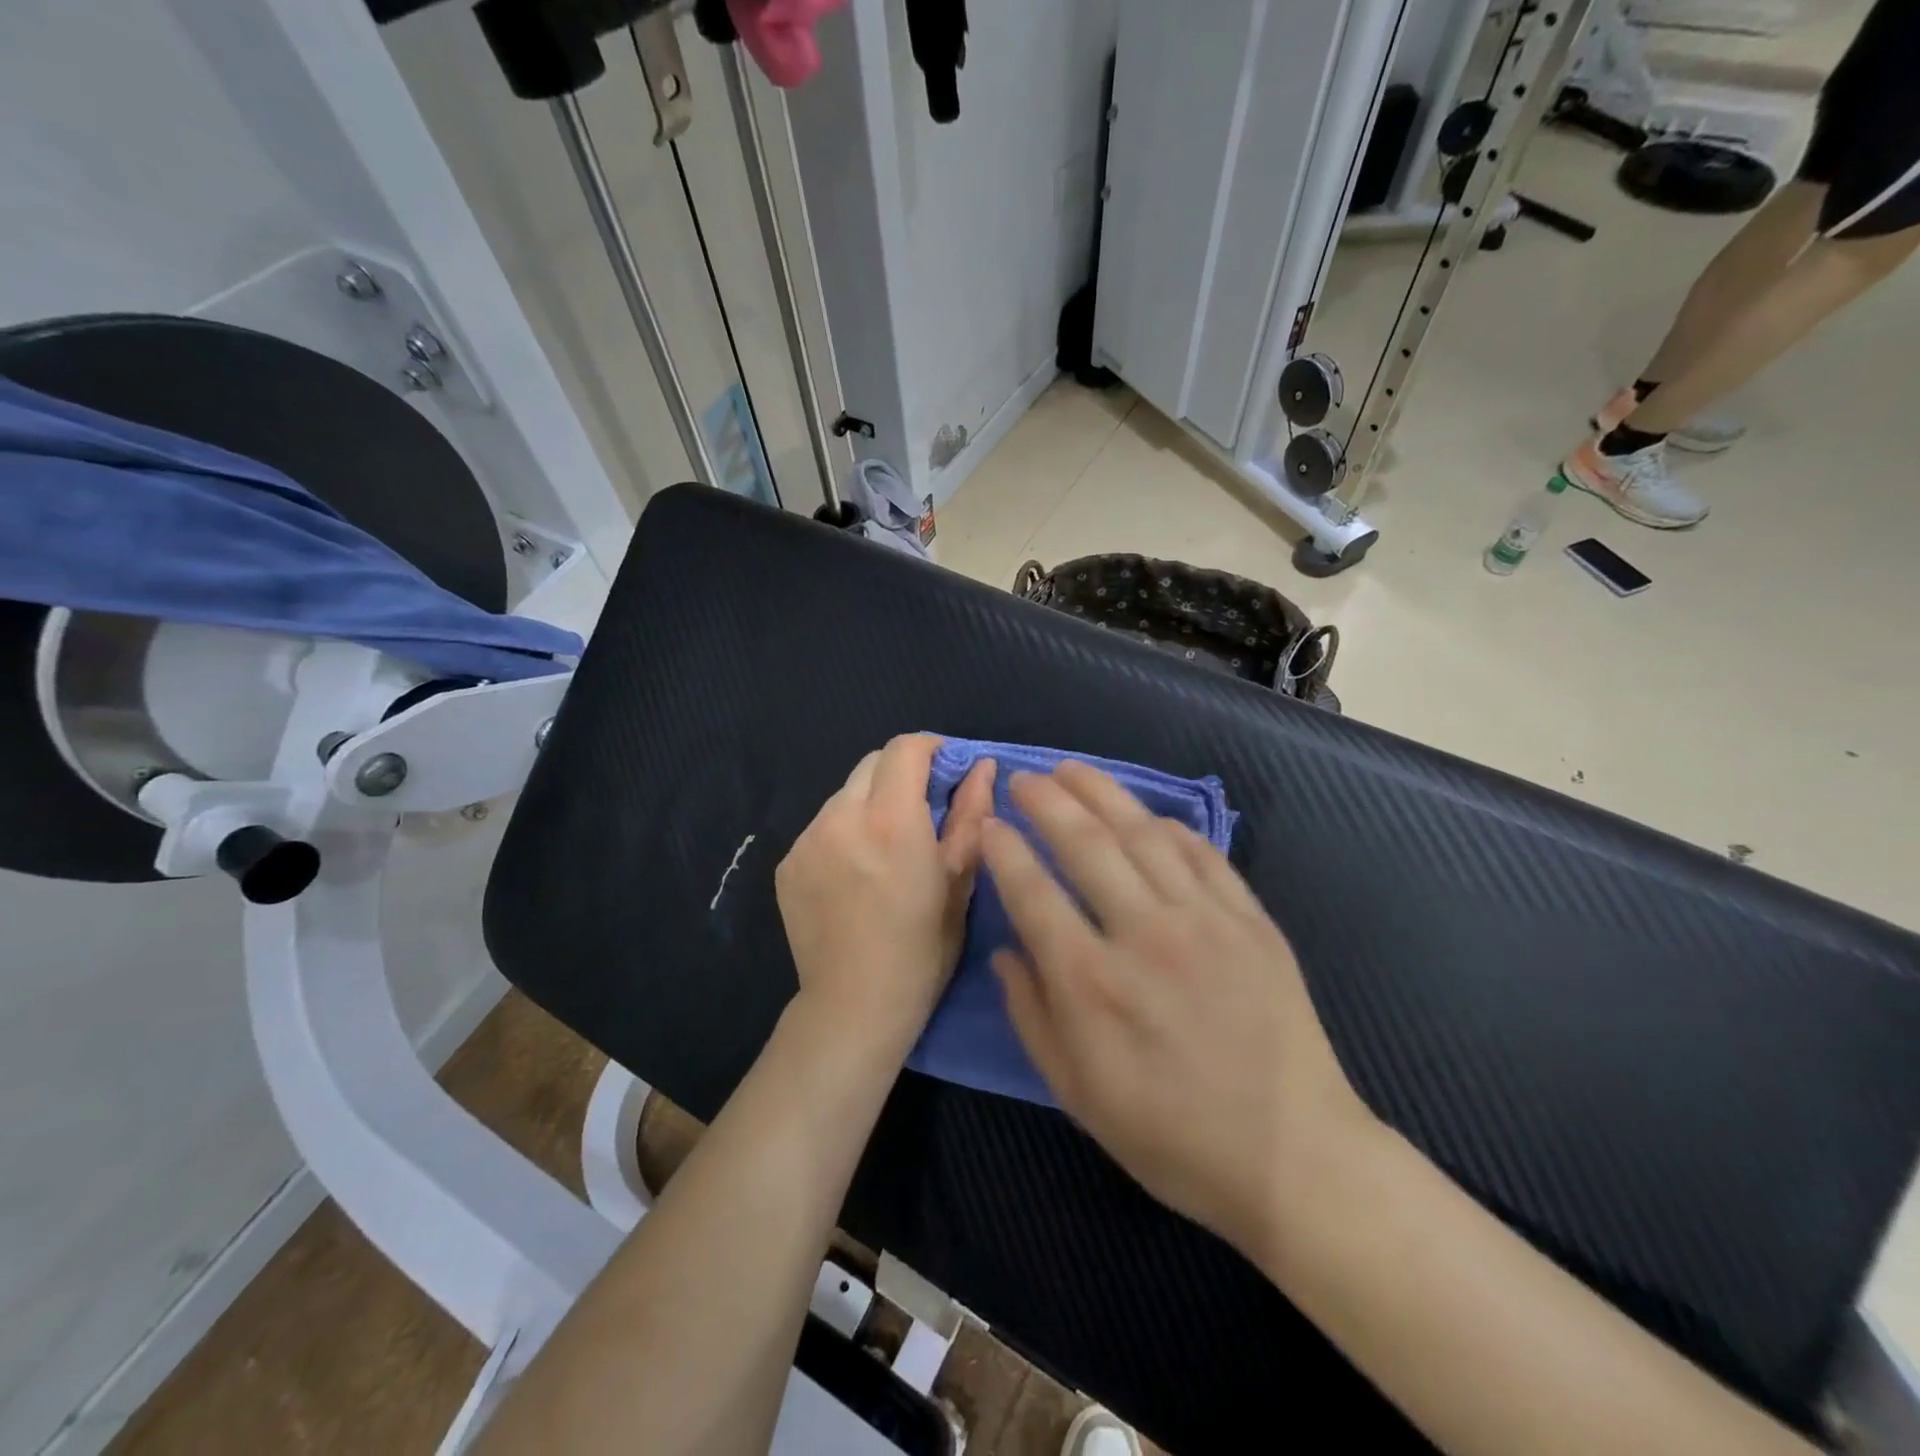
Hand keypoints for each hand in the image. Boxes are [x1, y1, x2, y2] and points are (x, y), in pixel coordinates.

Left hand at [776, 735, 995, 1056]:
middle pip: (872, 763)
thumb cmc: (922, 949)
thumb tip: (982, 766)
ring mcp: (807, 839)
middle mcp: (841, 818)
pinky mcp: (788, 862)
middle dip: (901, 773)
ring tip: (887, 848)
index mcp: (891, 821)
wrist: (853, 1005)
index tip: (948, 769)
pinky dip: (845, 831)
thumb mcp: (959, 882)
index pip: (905, 749)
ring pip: (845, 794)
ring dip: (871, 803)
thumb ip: (970, 815)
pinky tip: (856, 873)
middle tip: (923, 810)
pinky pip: (822, 825)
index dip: (931, 748)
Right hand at [982, 762, 1373, 1258]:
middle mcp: (1144, 935)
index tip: (988, 825)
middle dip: (1045, 801)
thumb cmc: (1171, 1136)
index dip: (1003, 849)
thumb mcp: (1077, 1093)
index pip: (1032, 890)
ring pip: (1142, 833)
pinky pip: (1202, 853)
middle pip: (1085, 842)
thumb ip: (1032, 1015)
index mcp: (1091, 983)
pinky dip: (1168, 826)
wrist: (1292, 1157)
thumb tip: (1005, 952)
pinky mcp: (1250, 920)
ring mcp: (1205, 920)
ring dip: (1101, 793)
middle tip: (1023, 779)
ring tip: (1071, 770)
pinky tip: (1146, 815)